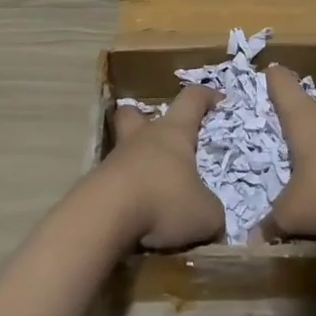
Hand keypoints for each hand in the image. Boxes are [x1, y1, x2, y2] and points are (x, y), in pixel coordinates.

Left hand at [98, 85, 223, 249]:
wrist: (103, 219)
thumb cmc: (163, 202)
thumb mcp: (205, 215)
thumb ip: (211, 212)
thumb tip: (210, 218)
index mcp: (173, 133)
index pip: (192, 99)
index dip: (206, 96)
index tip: (219, 101)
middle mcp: (142, 138)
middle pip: (135, 113)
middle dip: (145, 119)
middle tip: (161, 137)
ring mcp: (114, 160)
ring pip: (123, 150)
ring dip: (136, 163)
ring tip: (153, 190)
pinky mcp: (95, 185)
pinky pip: (114, 181)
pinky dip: (125, 194)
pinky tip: (136, 215)